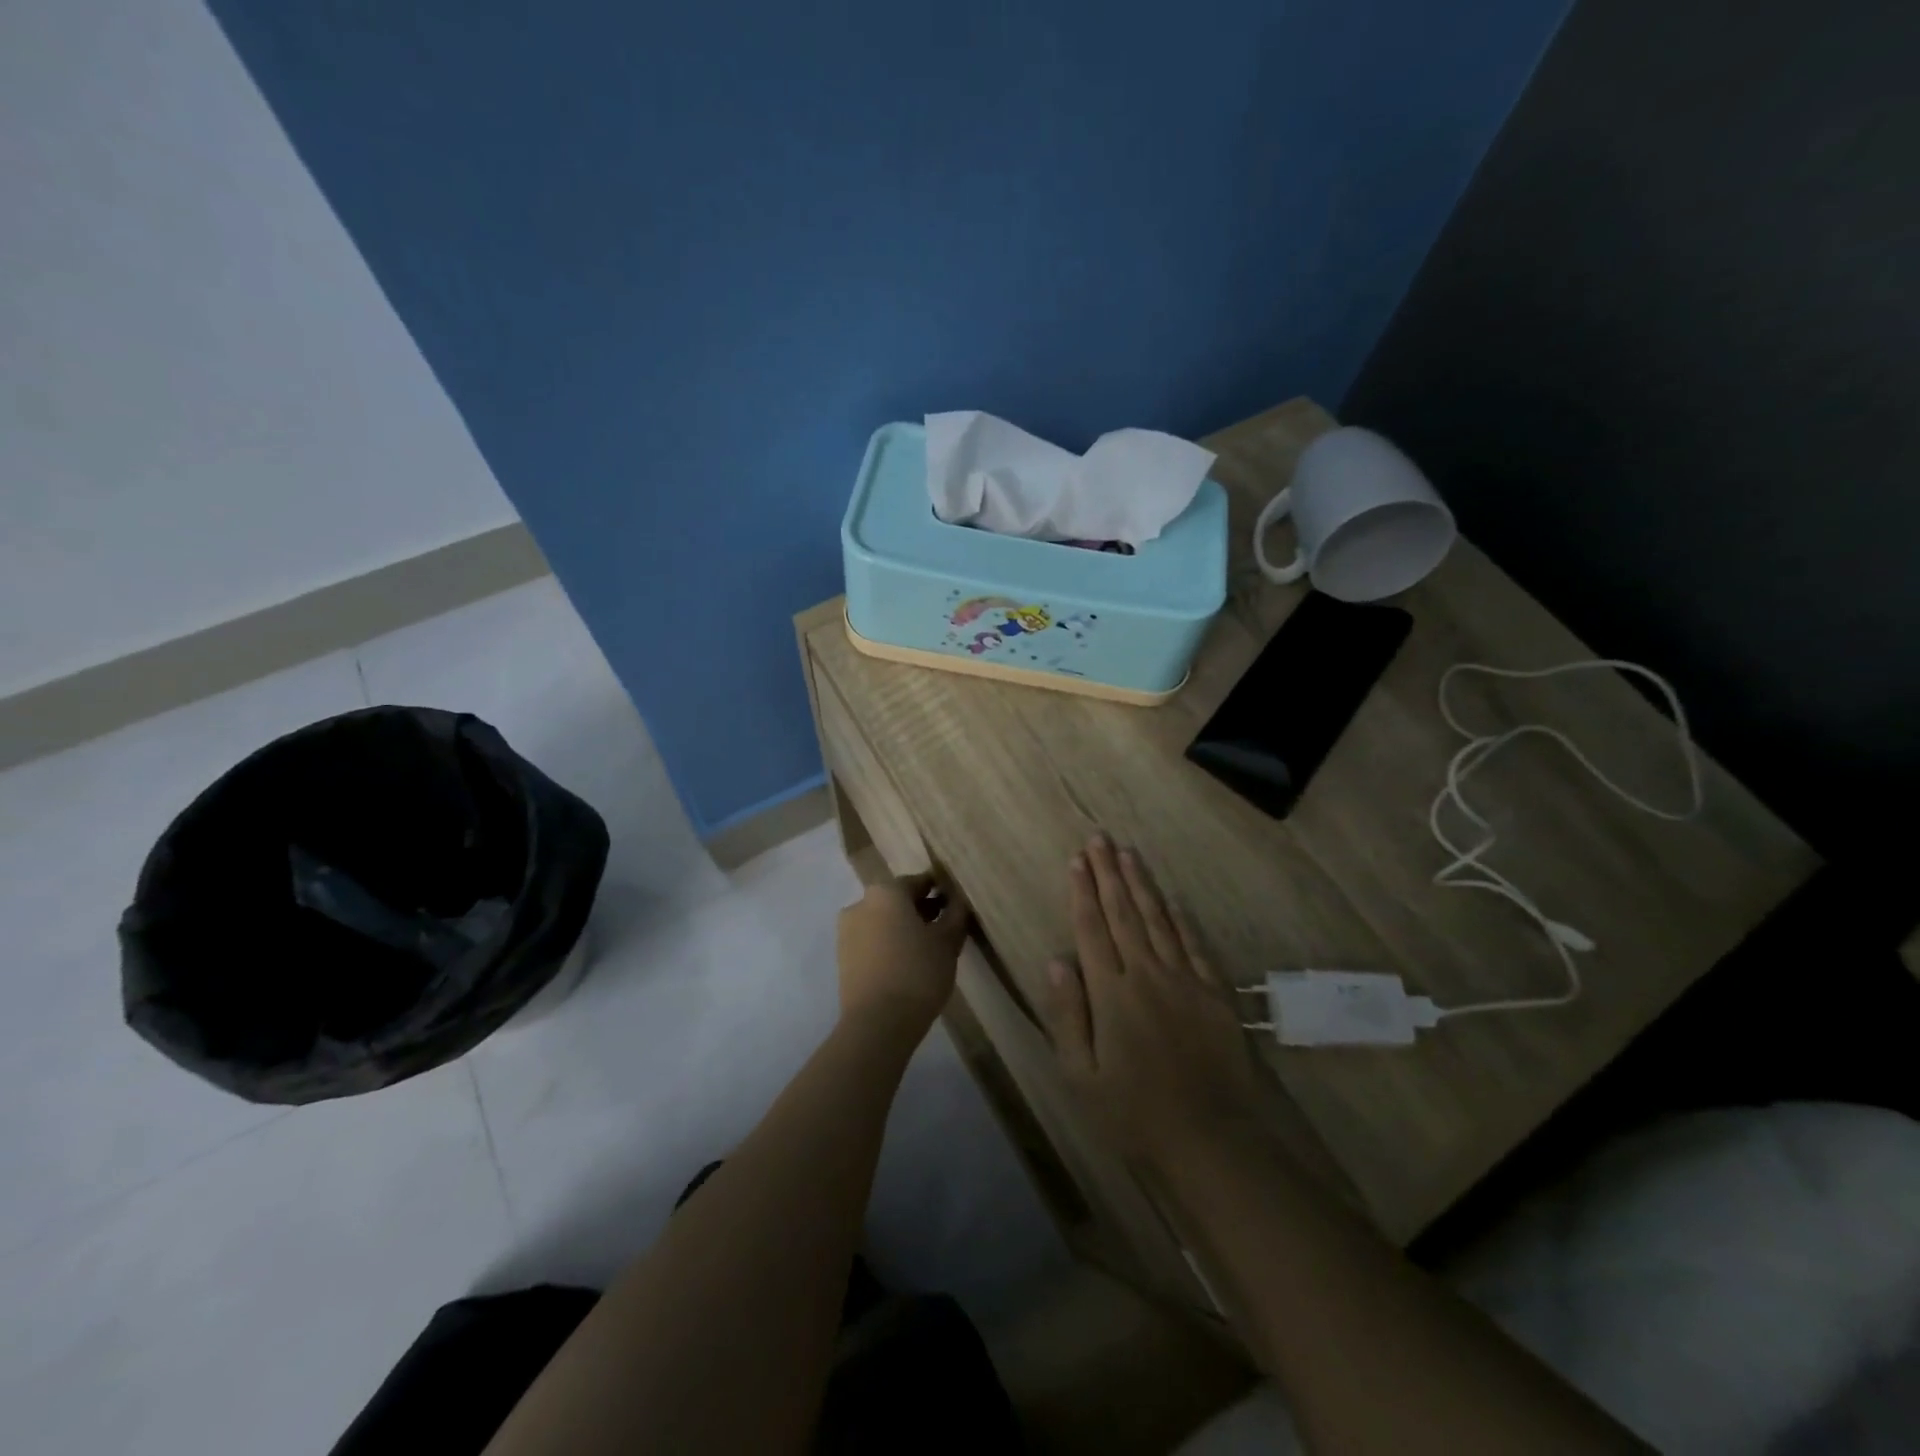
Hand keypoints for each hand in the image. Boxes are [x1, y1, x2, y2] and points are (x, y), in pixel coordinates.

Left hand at [837, 873, 970, 1032]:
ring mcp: (847, 930)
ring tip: (929, 948)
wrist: (877, 1023)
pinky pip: (872, 940)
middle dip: (922, 909)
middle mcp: (861, 903)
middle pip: (898, 900)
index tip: (957, 904)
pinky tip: (908, 962)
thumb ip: (955, 915)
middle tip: (947, 927)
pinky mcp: (843, 956)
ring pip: (884, 920)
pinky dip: (890, 943)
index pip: (920, 882)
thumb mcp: (947, 942)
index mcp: (886, 891)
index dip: (941, 891)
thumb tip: (959, 900)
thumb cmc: (917, 972)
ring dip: (905, 927)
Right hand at [1040, 836, 1270, 1173]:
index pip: (1092, 930)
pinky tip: (1172, 899)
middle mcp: (1147, 975)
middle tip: (1099, 839)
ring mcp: (1185, 981)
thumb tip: (1056, 960)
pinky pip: (1194, 945)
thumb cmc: (1134, 1114)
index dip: (1083, 893)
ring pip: (1158, 920)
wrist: (1211, 1141)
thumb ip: (1068, 1015)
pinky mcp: (1215, 994)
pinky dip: (1181, 918)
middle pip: (1124, 914)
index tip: (1077, 860)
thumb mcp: (1081, 1076)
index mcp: (1112, 994)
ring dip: (1141, 885)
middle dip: (1109, 873)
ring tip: (1128, 853)